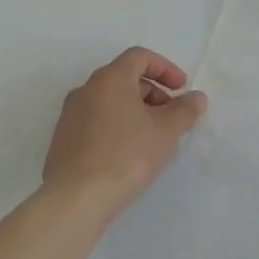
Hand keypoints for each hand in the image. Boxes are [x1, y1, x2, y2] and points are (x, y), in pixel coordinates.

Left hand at [42, 47, 206, 216]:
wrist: (75, 200)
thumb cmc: (126, 155)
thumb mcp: (166, 131)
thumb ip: (185, 110)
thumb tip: (196, 97)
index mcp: (110, 78)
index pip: (140, 57)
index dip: (165, 68)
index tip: (182, 89)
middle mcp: (86, 89)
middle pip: (125, 78)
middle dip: (153, 93)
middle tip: (171, 117)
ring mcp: (70, 116)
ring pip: (110, 102)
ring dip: (135, 111)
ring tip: (152, 138)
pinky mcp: (62, 141)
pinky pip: (96, 122)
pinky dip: (116, 127)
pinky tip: (128, 155)